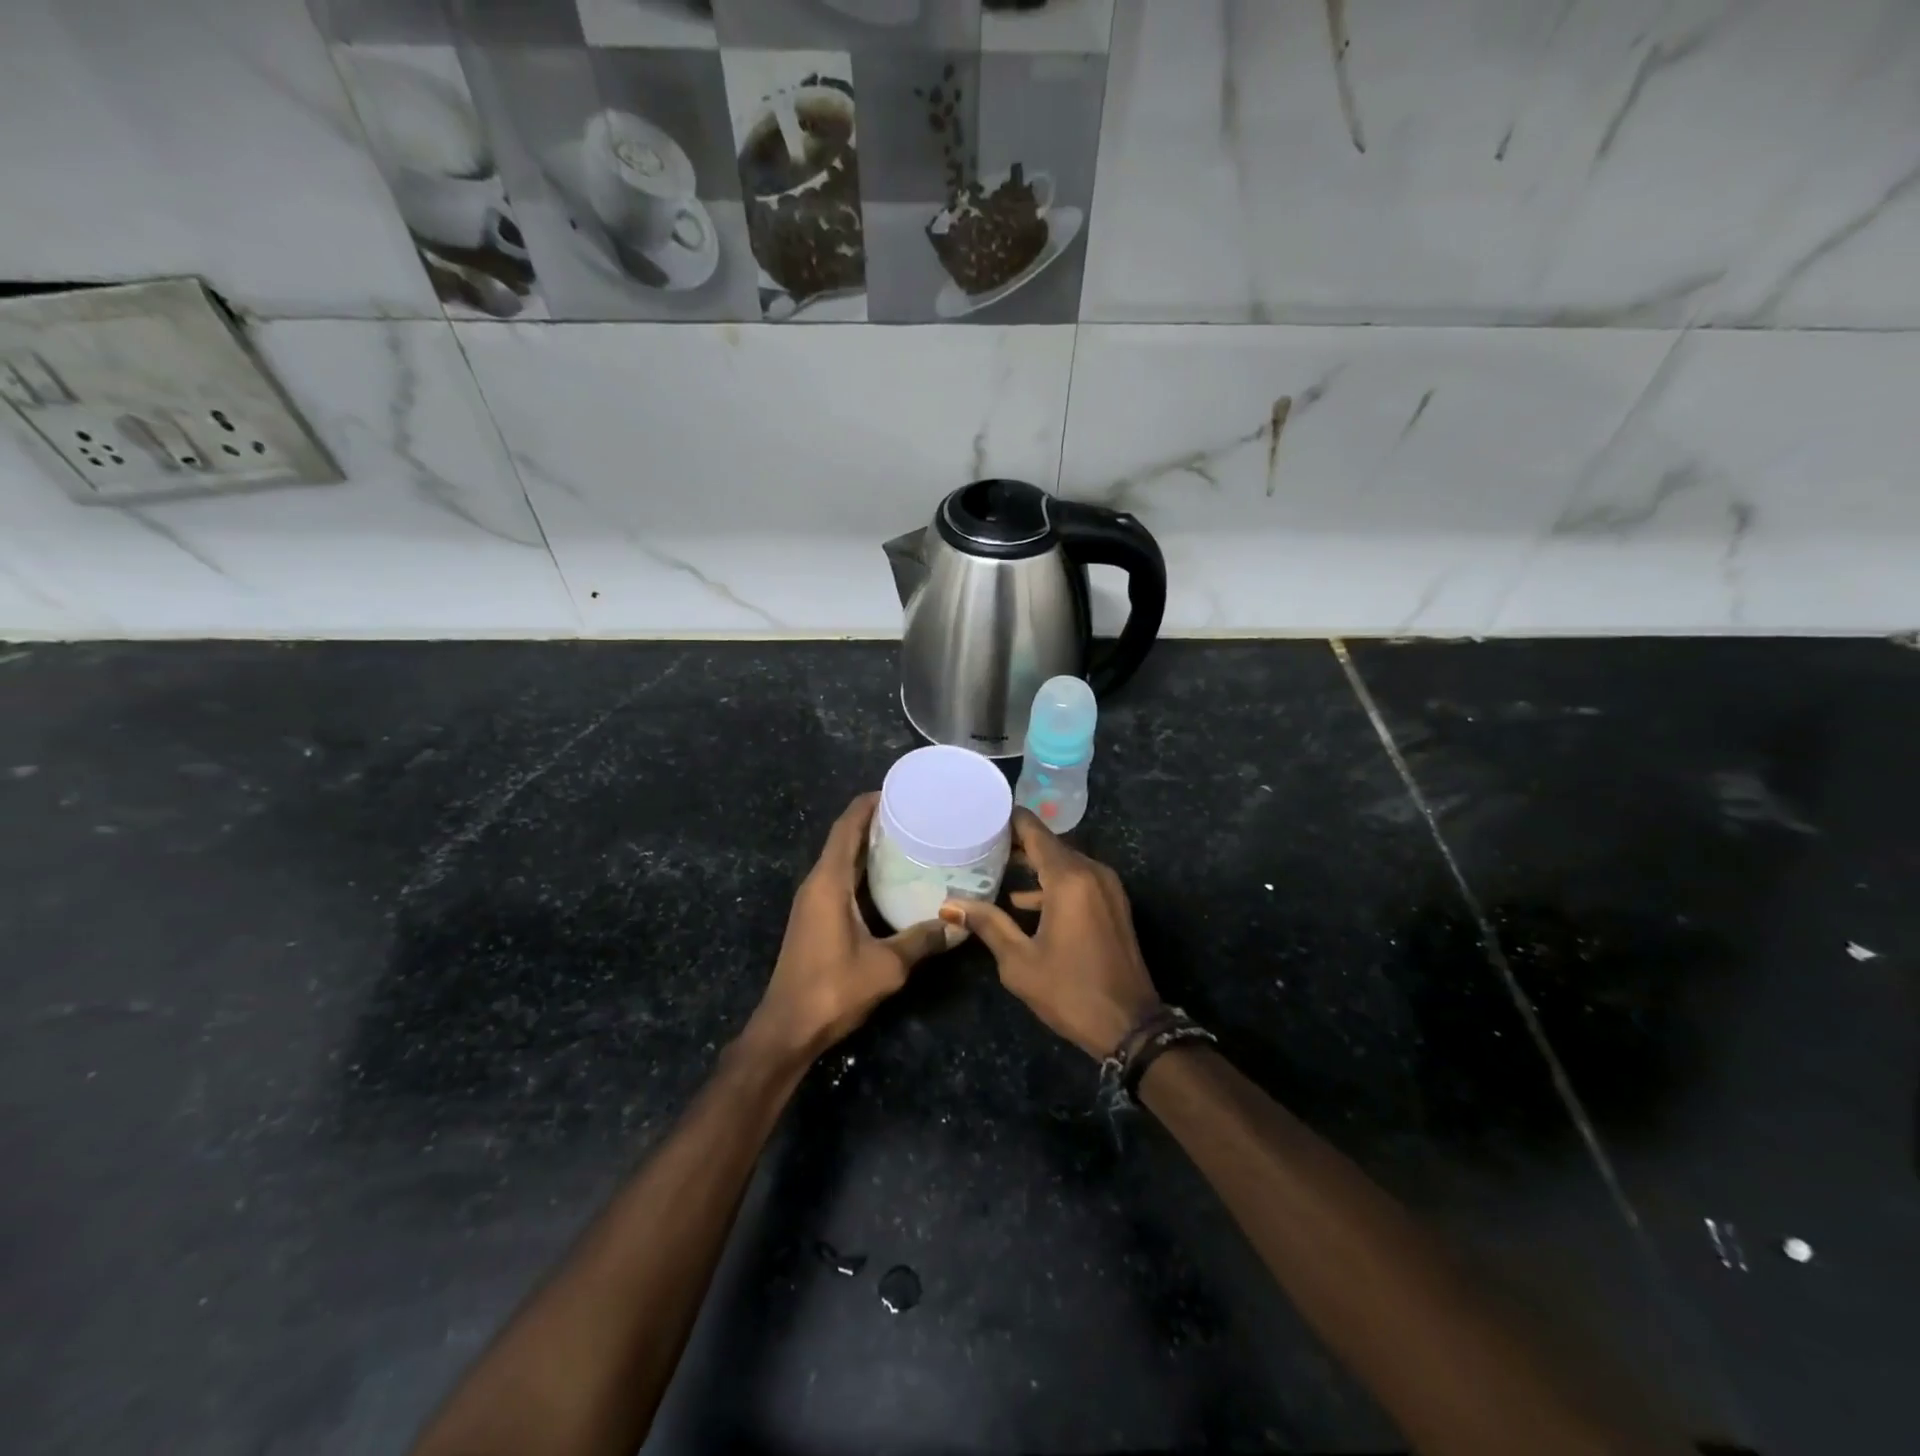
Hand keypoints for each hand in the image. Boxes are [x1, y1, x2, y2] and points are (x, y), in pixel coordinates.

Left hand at [744, 792, 959, 1062]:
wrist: (788, 1028)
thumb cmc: (833, 989)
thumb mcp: (887, 965)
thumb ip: (922, 940)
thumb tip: (958, 924)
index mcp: (828, 883)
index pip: (846, 828)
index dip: (868, 804)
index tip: (898, 791)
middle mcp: (817, 884)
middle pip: (844, 839)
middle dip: (874, 822)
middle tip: (914, 814)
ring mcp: (813, 902)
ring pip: (841, 860)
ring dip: (868, 846)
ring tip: (908, 838)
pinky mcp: (815, 918)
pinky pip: (840, 880)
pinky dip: (863, 870)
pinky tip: (891, 879)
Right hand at [944, 809, 1161, 1059]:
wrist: (1130, 1026)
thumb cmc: (1070, 991)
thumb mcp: (1019, 961)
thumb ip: (987, 924)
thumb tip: (949, 905)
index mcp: (1069, 879)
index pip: (1035, 832)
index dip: (1009, 820)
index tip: (981, 814)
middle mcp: (1092, 872)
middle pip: (1050, 844)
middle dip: (1017, 842)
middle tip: (980, 842)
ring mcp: (1108, 887)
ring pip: (1065, 862)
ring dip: (1035, 863)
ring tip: (996, 867)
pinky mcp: (1114, 904)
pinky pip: (1079, 879)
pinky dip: (1053, 882)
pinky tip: (1025, 900)